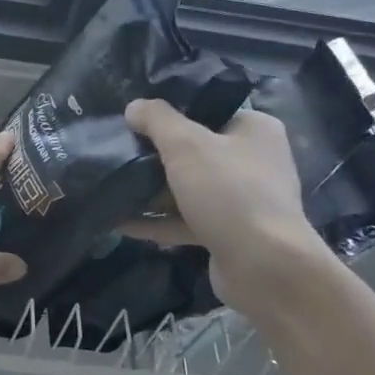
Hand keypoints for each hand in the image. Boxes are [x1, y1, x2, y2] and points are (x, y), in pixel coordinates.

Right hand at [122, 98, 328, 316]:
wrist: (264, 267)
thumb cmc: (229, 192)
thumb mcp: (186, 145)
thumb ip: (157, 120)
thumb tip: (134, 107)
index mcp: (254, 130)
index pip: (208, 112)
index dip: (170, 114)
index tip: (134, 121)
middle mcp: (252, 162)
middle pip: (195, 151)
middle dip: (155, 156)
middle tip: (118, 153)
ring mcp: (241, 201)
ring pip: (188, 189)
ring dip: (152, 191)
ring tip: (111, 187)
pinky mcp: (227, 234)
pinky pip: (185, 221)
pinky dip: (156, 221)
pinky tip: (120, 223)